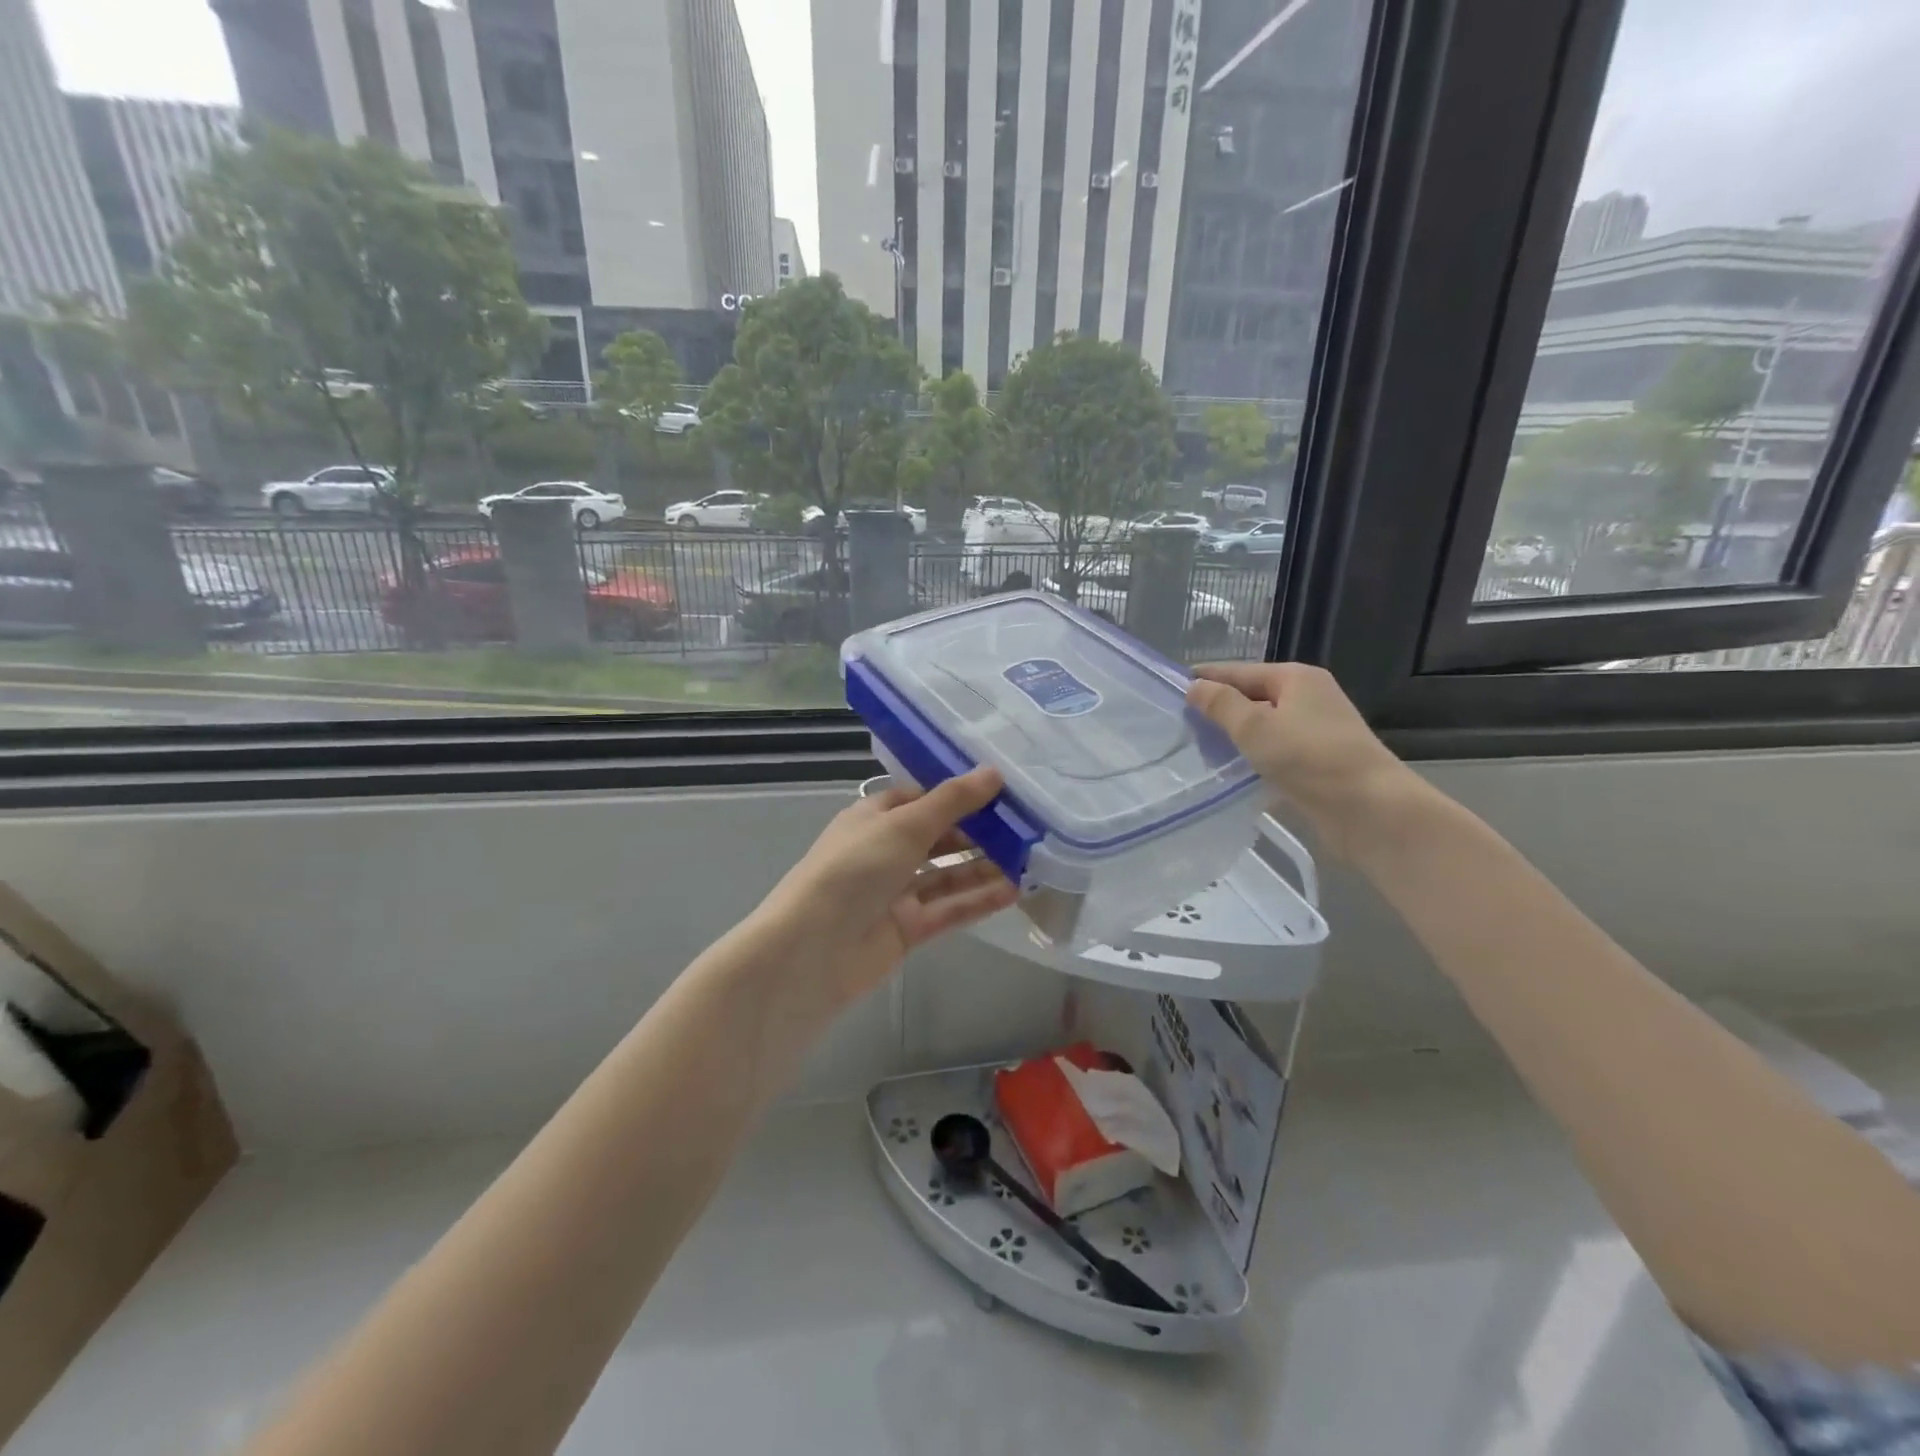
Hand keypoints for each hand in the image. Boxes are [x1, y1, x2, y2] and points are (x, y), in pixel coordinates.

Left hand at [756, 768, 1019, 1009]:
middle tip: (1025, 826)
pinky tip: (1013, 891)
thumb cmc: (855, 869)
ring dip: (983, 866)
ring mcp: (895, 892)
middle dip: (977, 831)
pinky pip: (948, 909)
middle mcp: (884, 851)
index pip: (919, 798)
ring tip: (1029, 858)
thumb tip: (994, 772)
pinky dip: (978, 900)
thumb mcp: (905, 824)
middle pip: (937, 836)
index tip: (1000, 790)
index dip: (956, 794)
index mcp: (873, 818)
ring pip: (947, 874)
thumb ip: (952, 801)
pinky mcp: (907, 928)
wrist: (813, 949)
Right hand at [1186, 662, 1417, 856]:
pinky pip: (1273, 752)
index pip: (1239, 671)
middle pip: (1251, 697)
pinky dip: (1251, 758)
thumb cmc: (1309, 758)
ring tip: (1197, 751)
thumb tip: (1194, 687)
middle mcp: (1308, 698)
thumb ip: (1220, 705)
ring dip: (1233, 738)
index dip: (1205, 679)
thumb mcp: (1254, 726)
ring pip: (1262, 727)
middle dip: (1218, 710)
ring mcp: (1315, 731)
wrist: (1369, 810)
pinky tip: (1228, 773)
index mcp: (1295, 678)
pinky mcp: (1317, 763)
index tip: (1170, 690)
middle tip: (1179, 727)